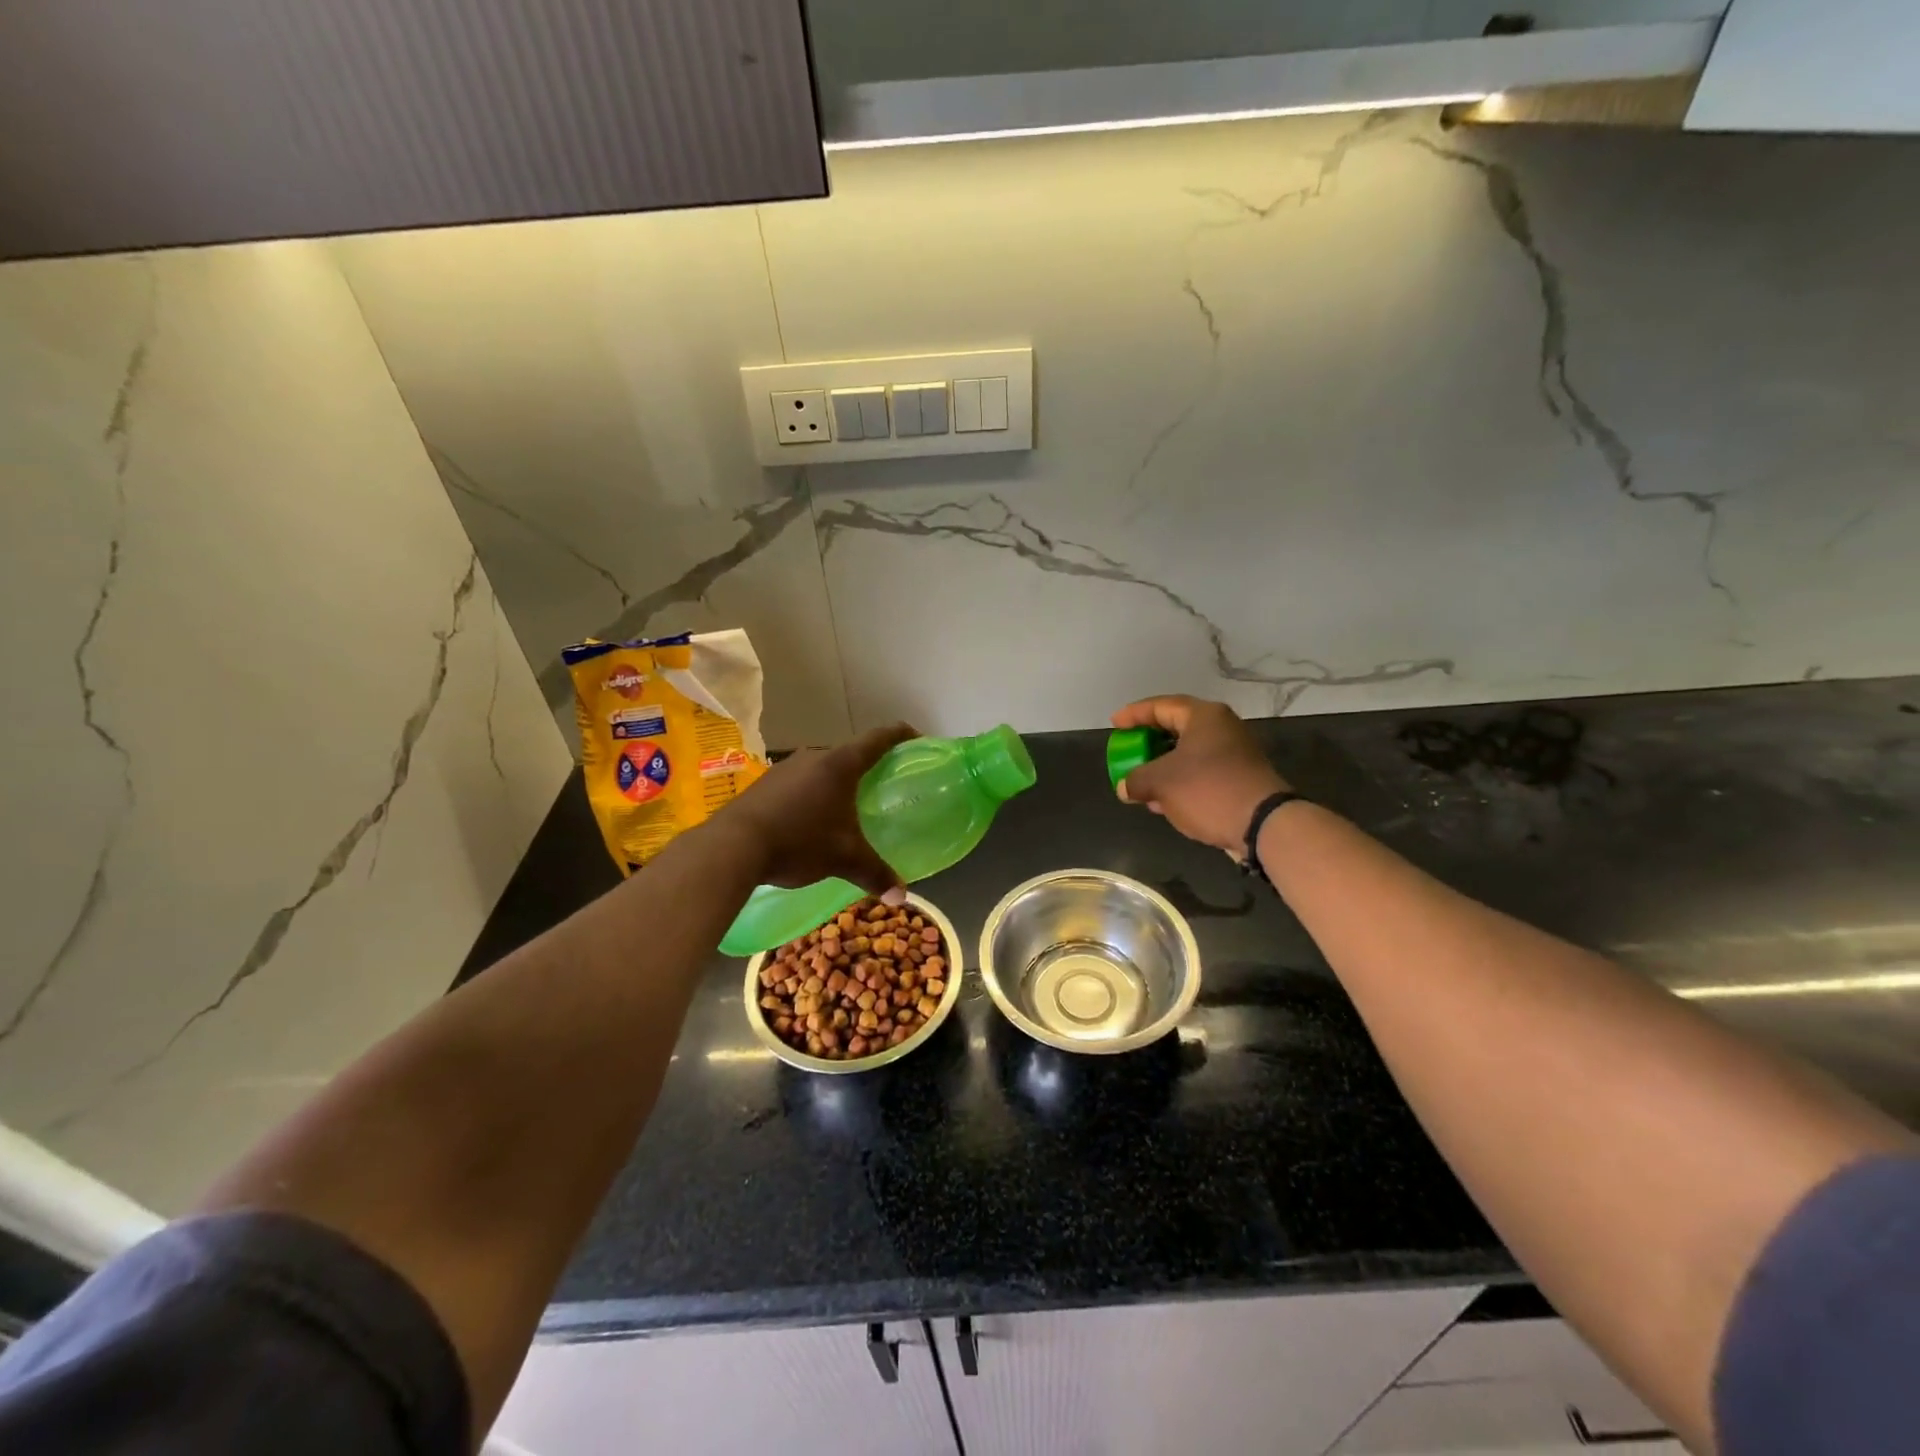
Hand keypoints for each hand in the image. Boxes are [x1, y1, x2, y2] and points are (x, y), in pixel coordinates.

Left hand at [719, 723, 917, 897]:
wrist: (732, 846)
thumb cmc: (800, 841)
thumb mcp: (843, 859)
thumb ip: (875, 873)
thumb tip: (900, 897)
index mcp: (840, 765)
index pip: (879, 739)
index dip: (901, 735)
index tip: (916, 739)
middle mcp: (813, 757)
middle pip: (848, 754)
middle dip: (865, 768)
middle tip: (879, 787)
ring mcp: (784, 768)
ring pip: (820, 769)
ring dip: (834, 783)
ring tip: (844, 807)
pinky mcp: (763, 783)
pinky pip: (797, 783)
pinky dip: (810, 795)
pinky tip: (808, 821)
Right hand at [1111, 696, 1288, 856]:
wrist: (1263, 825)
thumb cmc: (1208, 790)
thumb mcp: (1161, 782)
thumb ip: (1136, 779)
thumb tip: (1125, 787)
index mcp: (1204, 716)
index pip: (1161, 705)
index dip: (1134, 714)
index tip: (1114, 725)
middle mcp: (1222, 728)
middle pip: (1176, 728)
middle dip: (1148, 743)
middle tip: (1128, 752)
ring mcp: (1234, 753)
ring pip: (1188, 753)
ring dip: (1162, 767)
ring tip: (1141, 782)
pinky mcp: (1239, 778)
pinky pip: (1201, 772)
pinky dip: (1179, 781)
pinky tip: (1164, 801)